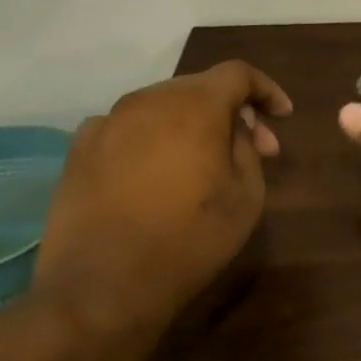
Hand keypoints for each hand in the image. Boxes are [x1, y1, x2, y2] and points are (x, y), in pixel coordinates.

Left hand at [35, 61, 291, 330]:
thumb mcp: (247, 194)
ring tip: (202, 162)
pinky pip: (126, 129)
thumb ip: (247, 147)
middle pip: (199, 87)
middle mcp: (148, 101)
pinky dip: (151, 139)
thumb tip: (235, 128)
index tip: (283, 117)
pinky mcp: (78, 150)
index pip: (238, 74)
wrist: (103, 286)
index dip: (266, 90)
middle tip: (252, 148)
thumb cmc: (191, 238)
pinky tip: (156, 172)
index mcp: (195, 106)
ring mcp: (107, 123)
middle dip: (231, 111)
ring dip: (190, 124)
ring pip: (161, 106)